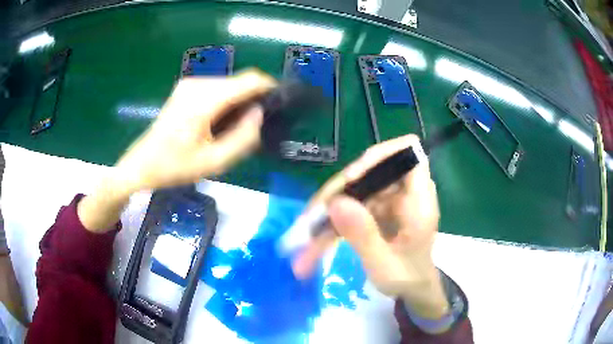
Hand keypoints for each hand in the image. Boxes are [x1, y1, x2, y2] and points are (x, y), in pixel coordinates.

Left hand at [78, 70, 275, 231]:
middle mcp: (198, 84)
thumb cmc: (174, 167)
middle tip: (254, 127)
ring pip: (229, 84)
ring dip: (239, 101)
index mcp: (204, 100)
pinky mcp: (186, 88)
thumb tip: (259, 114)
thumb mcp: (213, 162)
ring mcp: (190, 84)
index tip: (279, 104)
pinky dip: (226, 101)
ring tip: (236, 128)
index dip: (269, 88)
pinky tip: (220, 122)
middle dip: (253, 98)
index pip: (249, 80)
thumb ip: (243, 138)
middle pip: (240, 81)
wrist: (142, 164)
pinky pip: (217, 88)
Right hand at [292, 135, 448, 318]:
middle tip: (309, 220)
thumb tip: (335, 202)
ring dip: (326, 214)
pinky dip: (330, 225)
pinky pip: (349, 208)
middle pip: (368, 173)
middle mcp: (404, 192)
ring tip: (303, 242)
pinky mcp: (375, 211)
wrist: (413, 291)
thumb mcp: (385, 265)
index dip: (378, 156)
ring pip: (352, 192)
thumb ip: (363, 235)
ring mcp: (388, 201)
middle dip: (336, 195)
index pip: (408, 151)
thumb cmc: (408, 280)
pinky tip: (311, 246)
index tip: (350, 180)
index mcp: (419, 200)